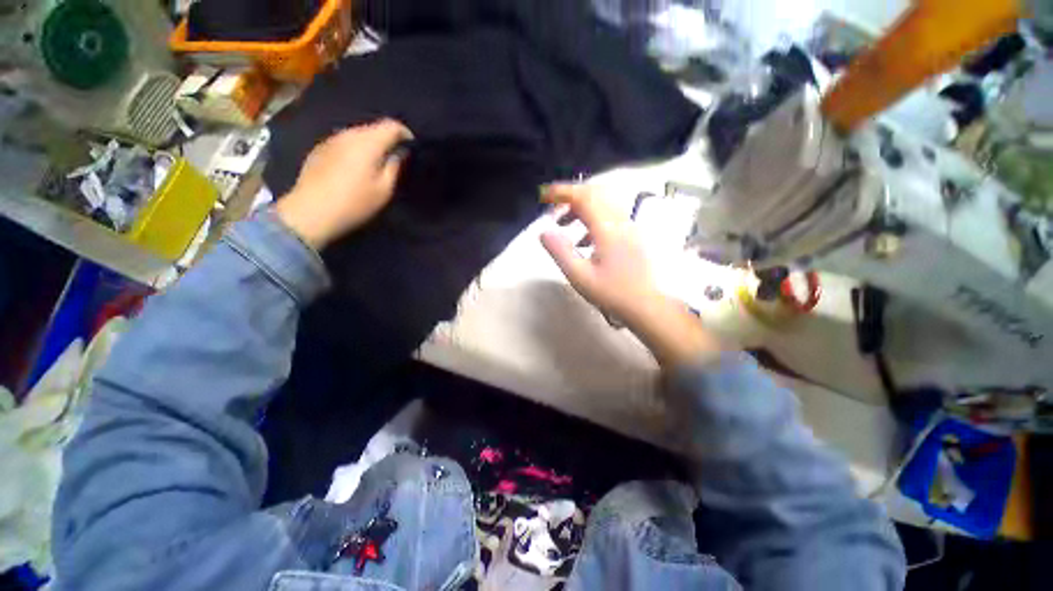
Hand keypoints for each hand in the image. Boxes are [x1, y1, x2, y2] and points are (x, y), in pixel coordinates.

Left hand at [274, 119, 412, 248]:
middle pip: (373, 127)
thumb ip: (394, 166)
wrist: (312, 211)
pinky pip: (344, 142)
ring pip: (358, 134)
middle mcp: (348, 134)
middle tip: (396, 156)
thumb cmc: (355, 202)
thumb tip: (399, 152)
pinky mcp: (320, 149)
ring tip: (376, 162)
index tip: (412, 146)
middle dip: (387, 138)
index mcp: (368, 143)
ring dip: (370, 144)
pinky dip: (355, 149)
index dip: (405, 133)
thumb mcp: (384, 189)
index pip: (391, 125)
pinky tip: (355, 166)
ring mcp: (331, 140)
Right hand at [540, 183, 721, 366]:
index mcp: (607, 229)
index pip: (583, 197)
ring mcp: (629, 227)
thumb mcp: (579, 276)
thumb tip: (544, 231)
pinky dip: (592, 220)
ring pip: (603, 204)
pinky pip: (610, 216)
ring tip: (564, 224)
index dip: (561, 192)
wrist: (646, 305)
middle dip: (571, 197)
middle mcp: (620, 221)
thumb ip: (560, 251)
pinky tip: (584, 240)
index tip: (544, 196)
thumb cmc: (611, 293)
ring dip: (582, 208)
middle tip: (553, 209)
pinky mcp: (633, 235)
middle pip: (595, 194)